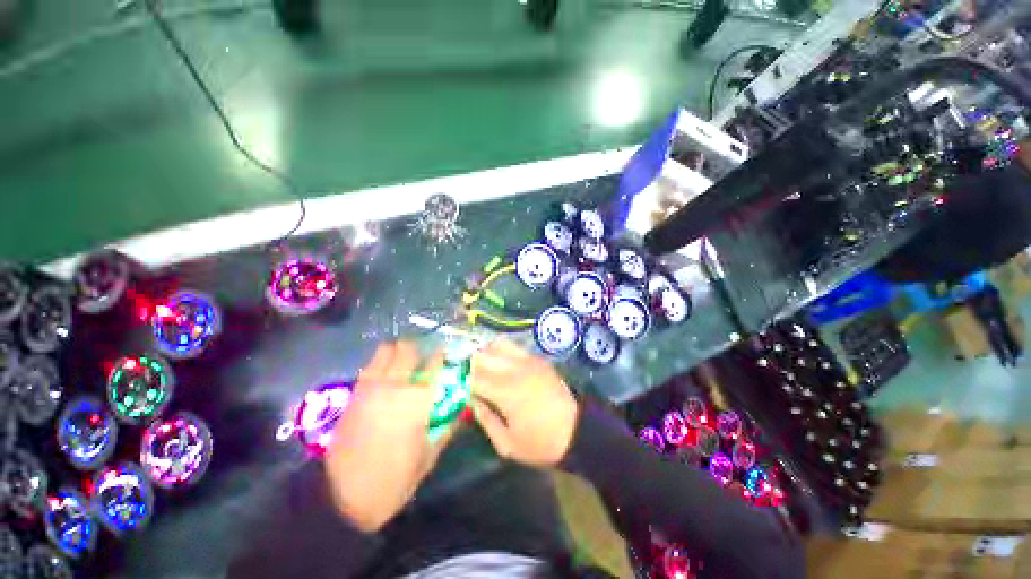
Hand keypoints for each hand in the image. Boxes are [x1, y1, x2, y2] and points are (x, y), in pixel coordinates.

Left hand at [324, 341, 455, 531]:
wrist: (341, 498)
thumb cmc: (393, 481)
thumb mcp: (428, 457)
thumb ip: (447, 427)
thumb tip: (462, 408)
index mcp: (417, 401)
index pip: (436, 363)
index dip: (445, 355)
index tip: (451, 356)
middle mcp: (394, 385)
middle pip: (409, 348)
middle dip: (421, 349)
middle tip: (428, 360)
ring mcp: (371, 386)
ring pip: (387, 349)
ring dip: (400, 351)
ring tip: (407, 363)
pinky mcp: (355, 392)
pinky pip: (371, 364)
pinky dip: (382, 361)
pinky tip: (389, 375)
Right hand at [469, 339, 578, 466]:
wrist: (577, 431)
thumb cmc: (541, 443)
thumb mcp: (507, 444)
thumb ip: (485, 420)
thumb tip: (472, 401)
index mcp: (505, 392)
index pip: (473, 378)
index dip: (463, 384)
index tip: (463, 392)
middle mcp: (514, 370)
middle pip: (482, 355)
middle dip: (471, 366)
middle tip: (470, 379)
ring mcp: (528, 361)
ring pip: (497, 344)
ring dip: (487, 354)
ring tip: (486, 368)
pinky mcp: (538, 359)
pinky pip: (515, 347)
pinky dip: (503, 352)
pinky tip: (503, 365)